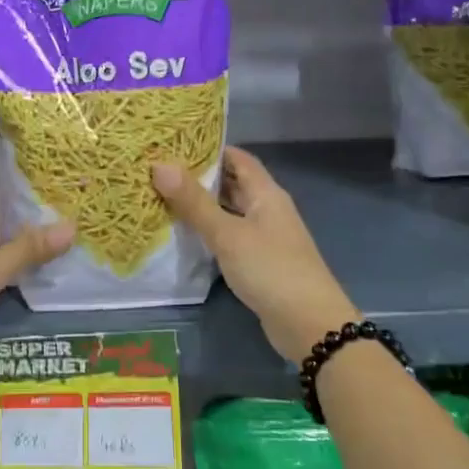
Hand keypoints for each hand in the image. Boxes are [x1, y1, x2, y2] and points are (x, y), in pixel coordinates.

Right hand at [152, 147, 356, 365]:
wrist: (309, 325)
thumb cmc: (270, 269)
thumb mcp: (228, 234)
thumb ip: (194, 202)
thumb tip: (160, 165)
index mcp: (266, 193)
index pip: (237, 158)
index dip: (209, 147)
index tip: (174, 143)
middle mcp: (268, 209)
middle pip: (233, 183)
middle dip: (201, 176)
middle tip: (160, 170)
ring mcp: (266, 236)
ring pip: (230, 211)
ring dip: (203, 205)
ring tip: (164, 197)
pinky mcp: (260, 261)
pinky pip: (231, 235)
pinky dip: (210, 230)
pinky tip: (187, 234)